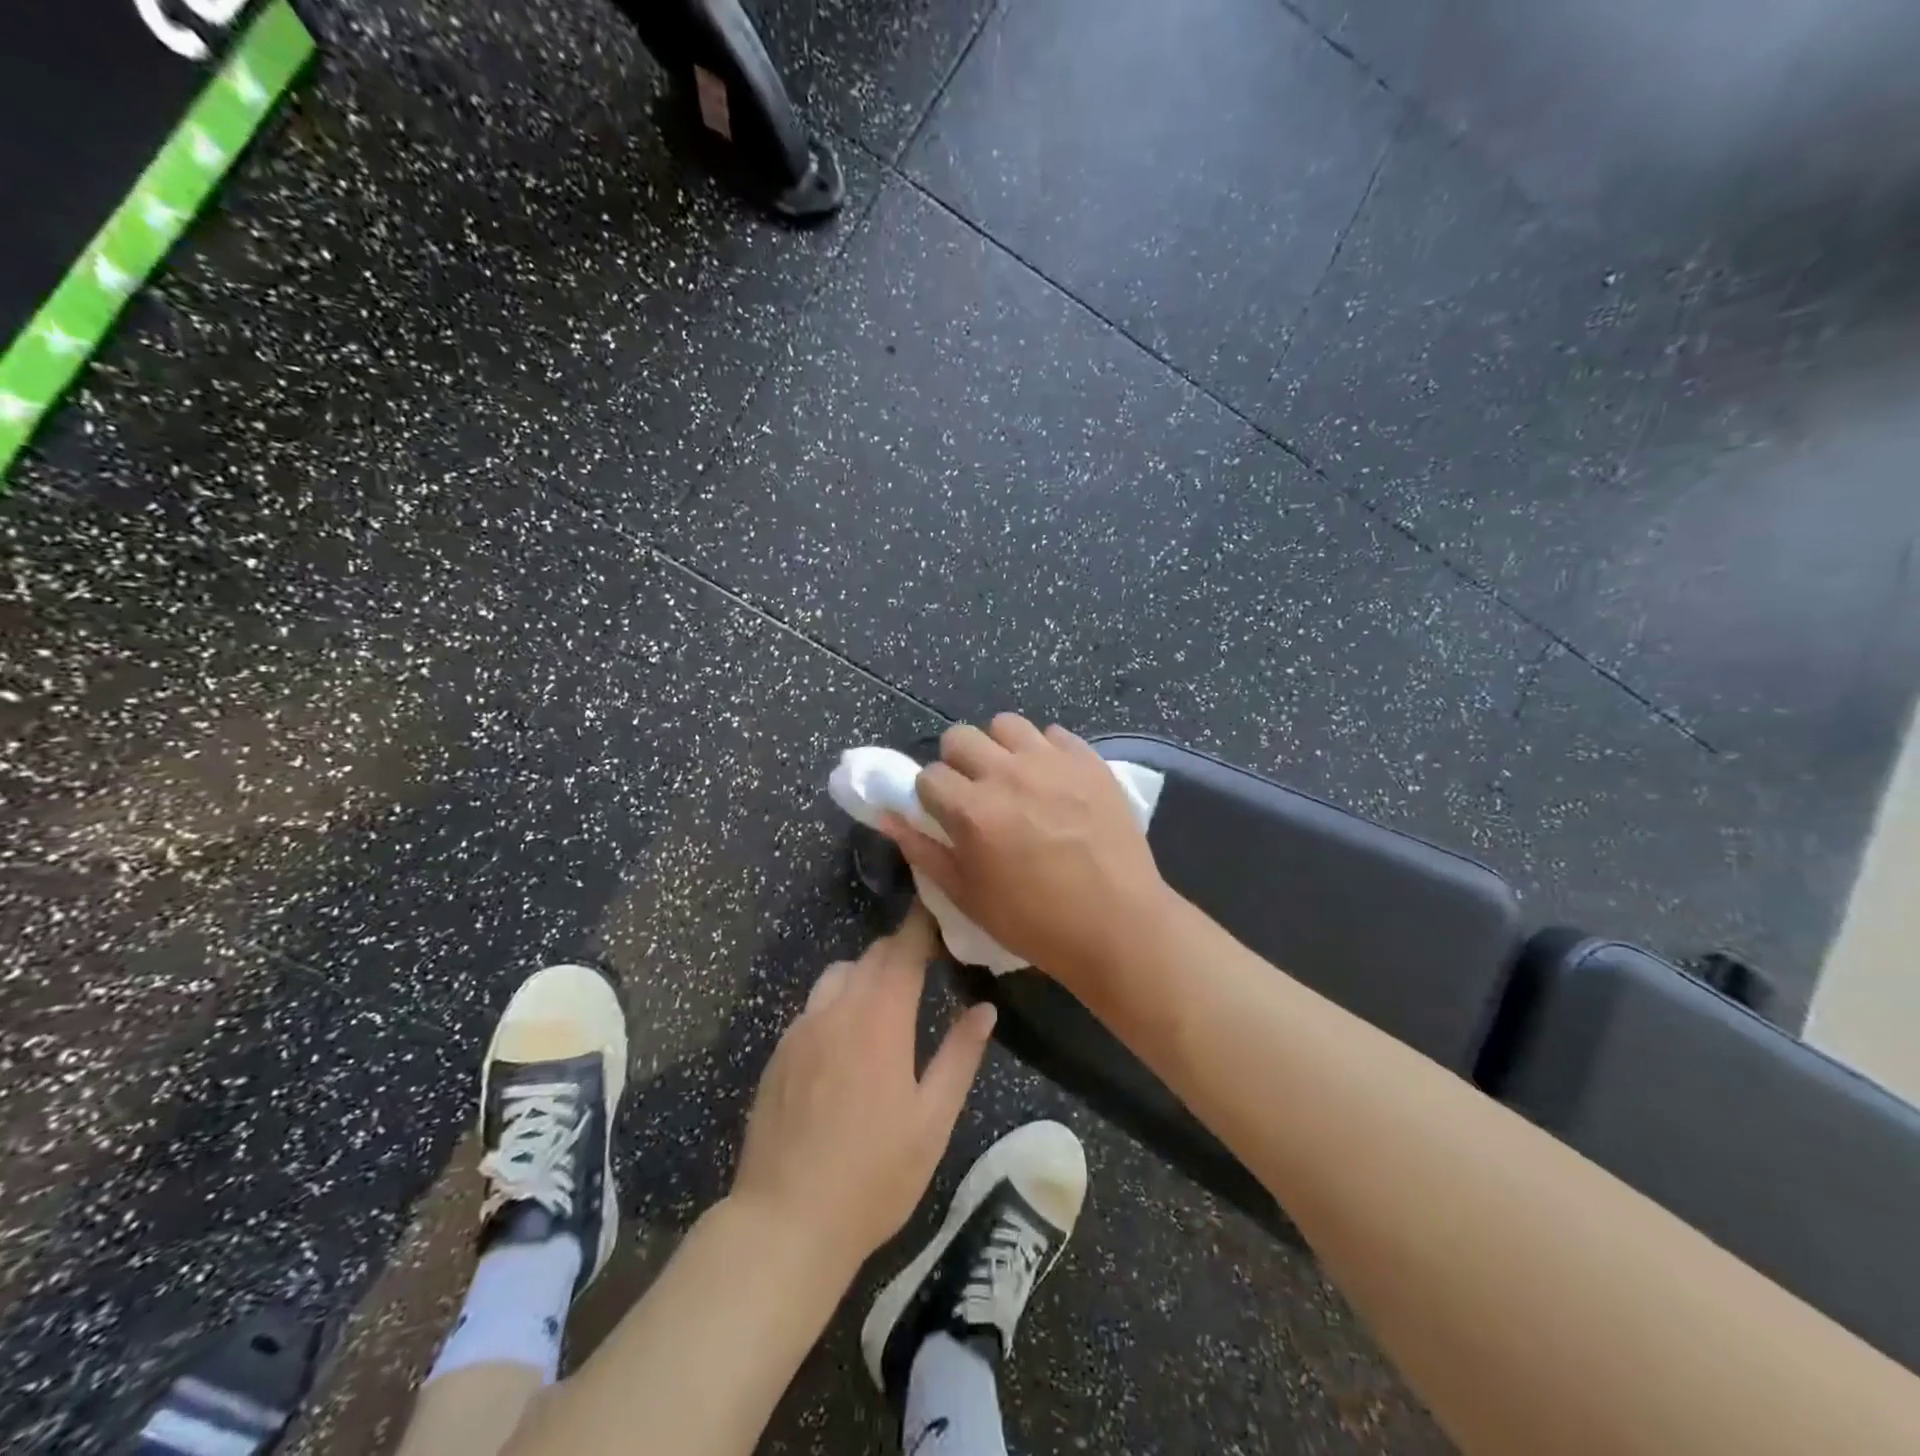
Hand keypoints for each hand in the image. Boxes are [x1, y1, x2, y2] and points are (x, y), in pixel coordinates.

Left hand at [729, 907, 995, 1281]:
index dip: (923, 926)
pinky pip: (814, 1006)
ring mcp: (801, 1029)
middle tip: (928, 962)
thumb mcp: (932, 1120)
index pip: (904, 949)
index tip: (942, 916)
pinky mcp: (779, 1052)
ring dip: (867, 974)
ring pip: (838, 975)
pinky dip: (838, 1002)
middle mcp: (837, 1009)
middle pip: (872, 956)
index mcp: (880, 1019)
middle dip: (901, 950)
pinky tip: (847, 1042)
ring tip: (887, 1003)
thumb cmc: (873, 1176)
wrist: (785, 1223)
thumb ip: (960, 1056)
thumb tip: (984, 1008)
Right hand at [881, 714, 1169, 987]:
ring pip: (1006, 724)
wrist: (1117, 924)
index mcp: (973, 810)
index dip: (931, 796)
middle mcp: (1008, 773)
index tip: (945, 815)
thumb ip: (923, 851)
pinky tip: (1053, 780)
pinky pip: (1054, 733)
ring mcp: (1052, 762)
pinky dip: (1045, 751)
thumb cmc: (1035, 921)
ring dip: (1000, 747)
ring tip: (1014, 778)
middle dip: (957, 762)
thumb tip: (887, 817)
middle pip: (960, 736)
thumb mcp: (967, 896)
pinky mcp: (1088, 760)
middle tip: (975, 792)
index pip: (927, 775)